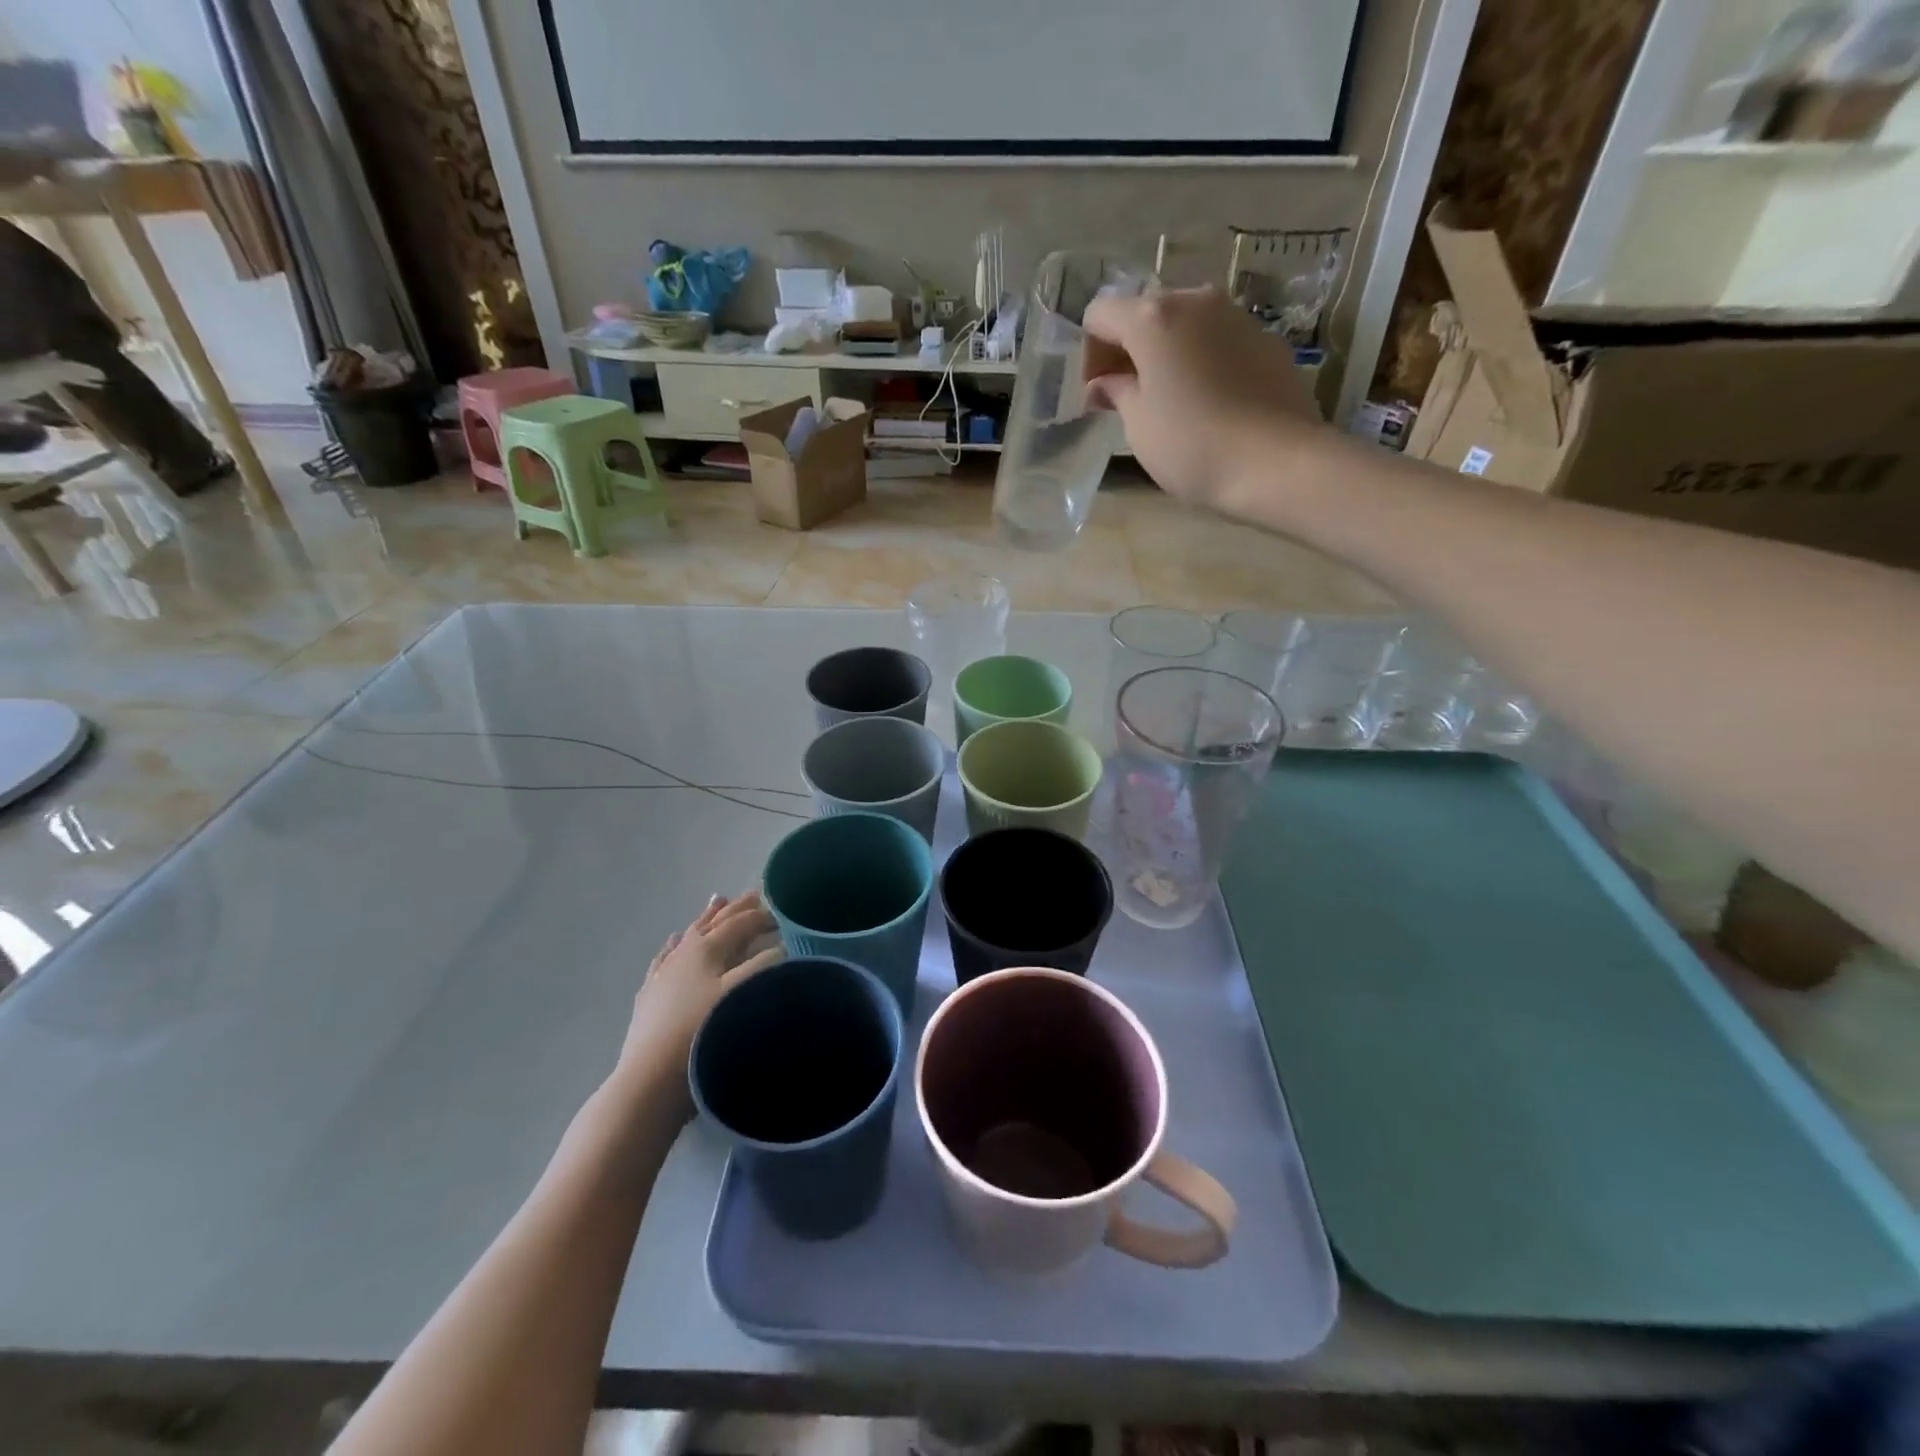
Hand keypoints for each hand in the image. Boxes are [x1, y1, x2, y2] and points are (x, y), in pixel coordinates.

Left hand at [612, 892, 781, 1120]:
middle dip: (736, 908)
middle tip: (755, 894)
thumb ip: (764, 967)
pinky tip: (673, 941)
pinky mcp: (649, 996)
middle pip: (714, 923)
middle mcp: (683, 954)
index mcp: (707, 949)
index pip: (739, 923)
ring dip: (706, 919)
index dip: (762, 915)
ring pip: (688, 935)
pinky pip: (664, 958)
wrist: (650, 1080)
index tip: (783, 913)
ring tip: (717, 901)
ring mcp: (662, 974)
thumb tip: (781, 948)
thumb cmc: (702, 1034)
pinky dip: (673, 945)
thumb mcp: (741, 997)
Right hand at [1083, 286, 1324, 508]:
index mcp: (1153, 317)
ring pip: (1183, 325)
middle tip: (1124, 398)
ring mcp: (1236, 315)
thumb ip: (1117, 392)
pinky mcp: (1265, 339)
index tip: (1096, 395)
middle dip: (1127, 351)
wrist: (1277, 462)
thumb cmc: (1191, 445)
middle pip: (1144, 313)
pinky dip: (1199, 361)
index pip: (1100, 315)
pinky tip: (1204, 403)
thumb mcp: (1139, 424)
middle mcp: (1195, 301)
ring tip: (1166, 401)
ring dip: (1165, 354)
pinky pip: (1216, 340)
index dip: (1088, 354)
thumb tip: (1104, 384)